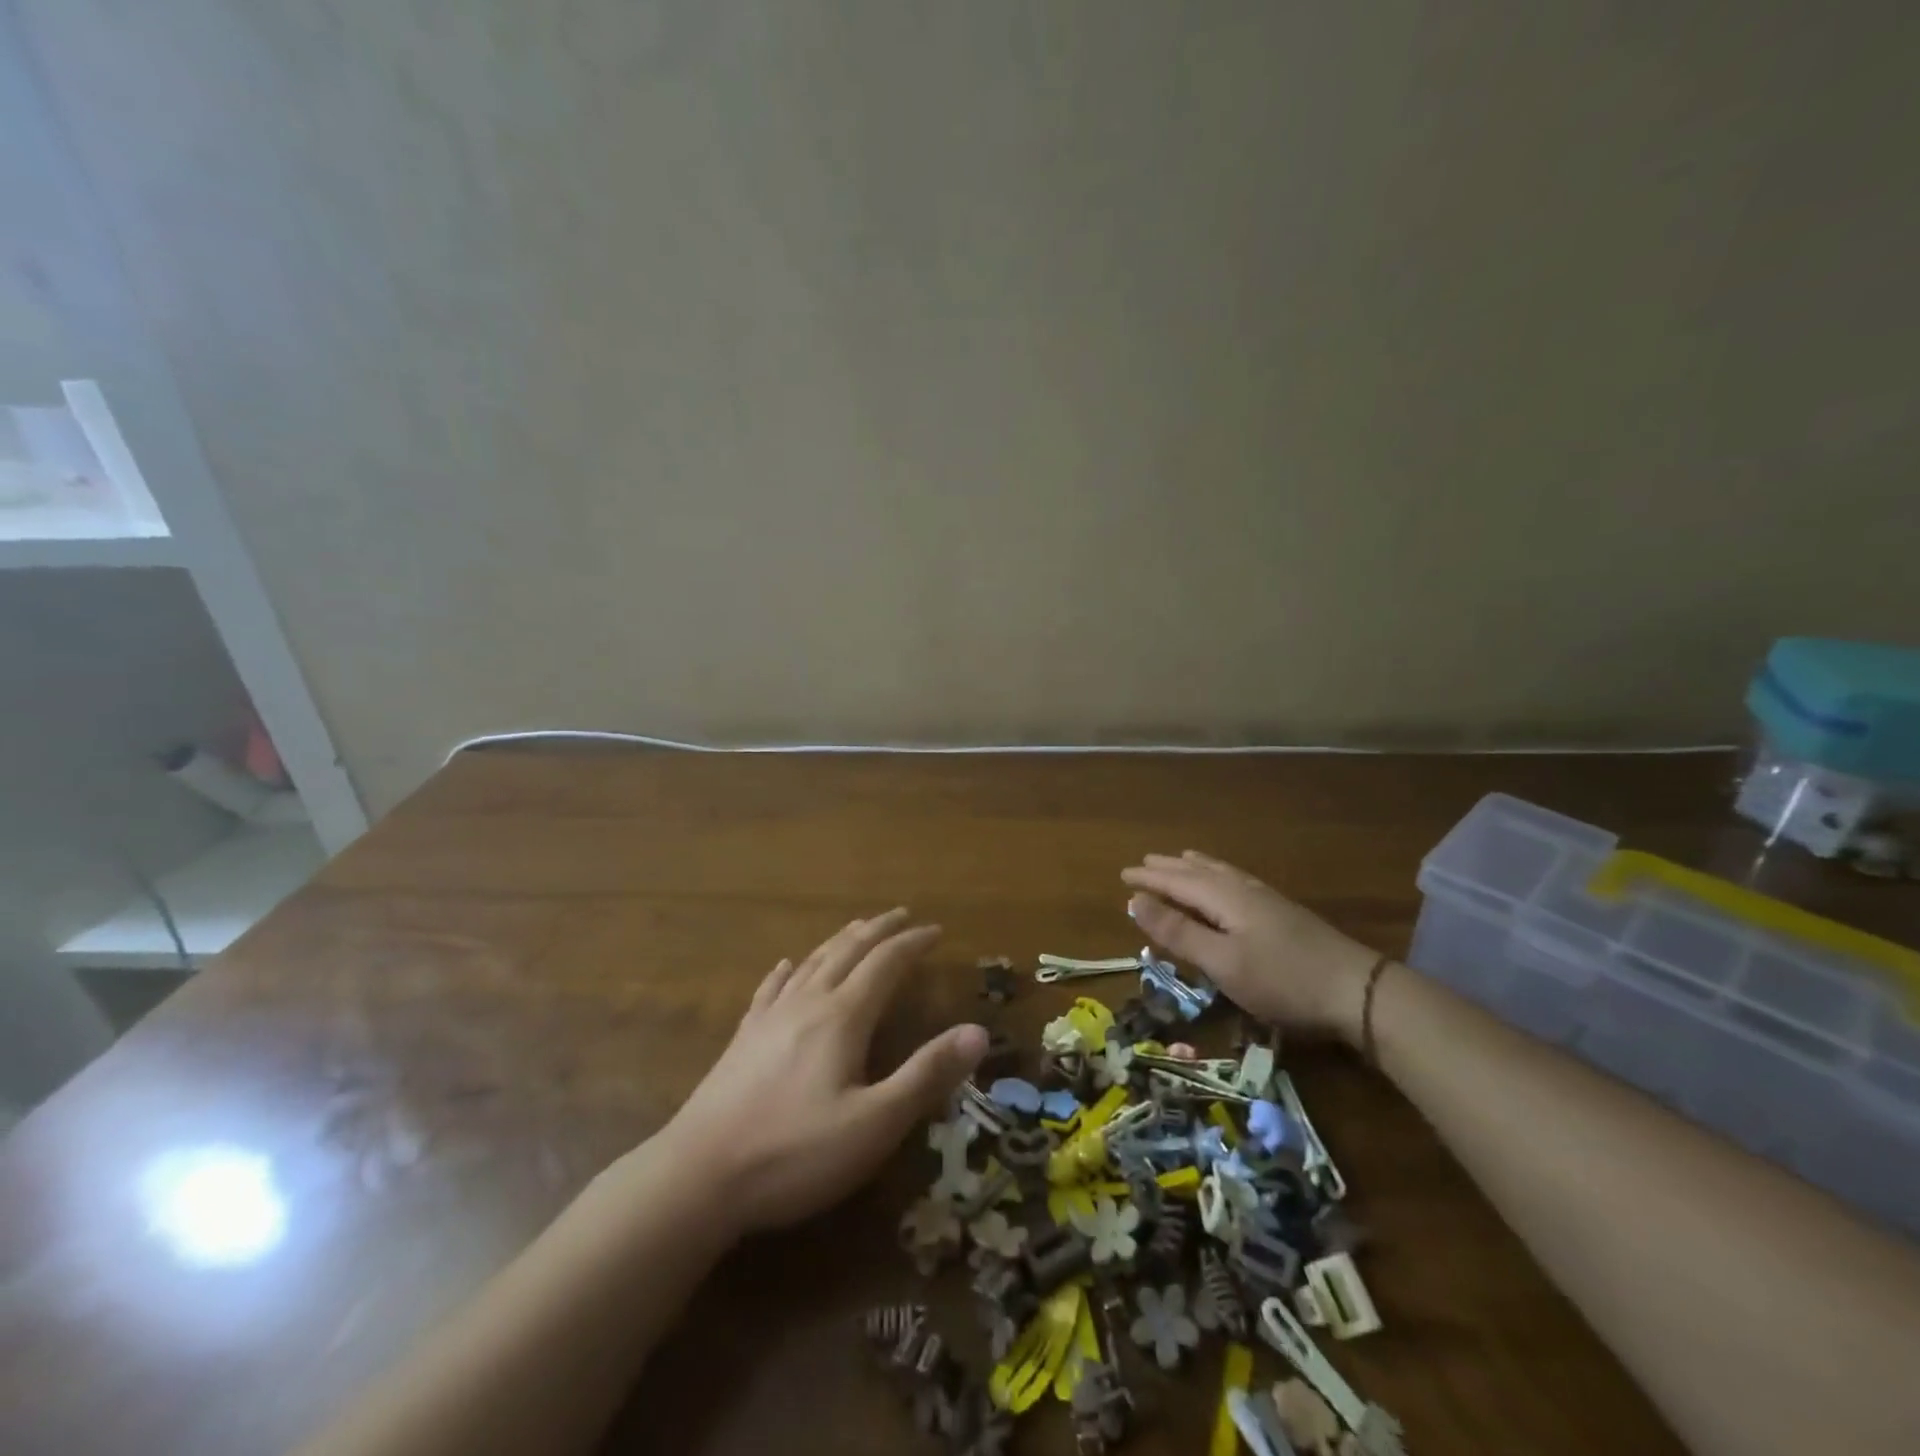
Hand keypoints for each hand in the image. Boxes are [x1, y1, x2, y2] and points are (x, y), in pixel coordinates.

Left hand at [658, 910, 987, 1234]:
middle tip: (901, 914)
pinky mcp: (743, 1039)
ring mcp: (769, 1018)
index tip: (936, 930)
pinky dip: (787, 971)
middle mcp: (807, 1003)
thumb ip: (927, 1075)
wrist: (697, 1177)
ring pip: (812, 963)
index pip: (885, 964)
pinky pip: (770, 989)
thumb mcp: (874, 1125)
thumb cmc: (794, 1154)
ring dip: (840, 941)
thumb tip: (978, 1031)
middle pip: (848, 951)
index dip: (912, 944)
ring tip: (857, 928)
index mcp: (842, 1017)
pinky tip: (785, 967)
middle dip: (879, 930)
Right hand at [1121, 851, 1381, 1043]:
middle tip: (1144, 862)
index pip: (1177, 881)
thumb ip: (1178, 931)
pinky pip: (1237, 881)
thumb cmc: (1281, 980)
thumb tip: (1135, 900)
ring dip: (1195, 867)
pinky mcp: (1283, 914)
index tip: (1122, 874)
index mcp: (1224, 898)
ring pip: (1221, 873)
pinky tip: (1229, 884)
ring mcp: (1267, 900)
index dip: (1149, 878)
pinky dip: (1219, 875)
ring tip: (1181, 860)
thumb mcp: (1221, 962)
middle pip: (1198, 872)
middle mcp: (1243, 890)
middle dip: (1169, 868)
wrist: (1358, 991)